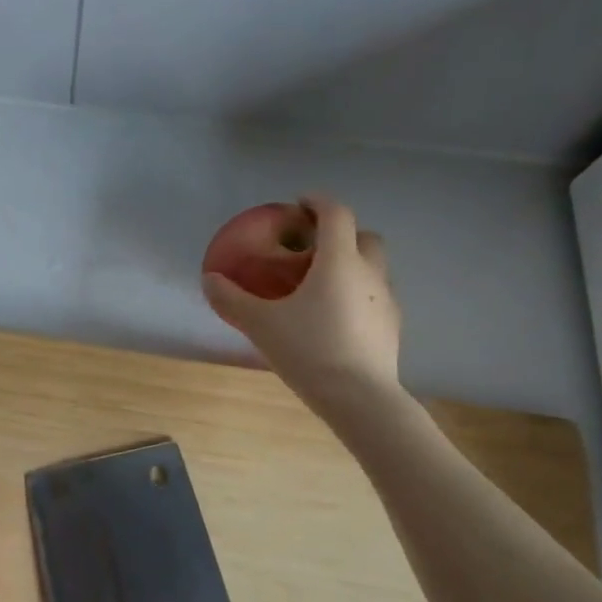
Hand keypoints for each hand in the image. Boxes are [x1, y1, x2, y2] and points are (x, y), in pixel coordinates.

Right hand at [203, 195, 402, 409]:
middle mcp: (369, 273)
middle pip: (364, 236)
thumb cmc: (309, 350)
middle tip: (312, 248)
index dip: (318, 202)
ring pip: (374, 267)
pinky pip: (375, 296)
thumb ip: (232, 299)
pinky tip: (336, 318)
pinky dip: (358, 294)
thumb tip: (209, 279)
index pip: (336, 214)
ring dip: (352, 264)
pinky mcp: (392, 327)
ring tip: (322, 285)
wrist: (359, 398)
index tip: (300, 204)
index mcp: (339, 261)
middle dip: (341, 233)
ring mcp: (386, 300)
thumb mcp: (260, 324)